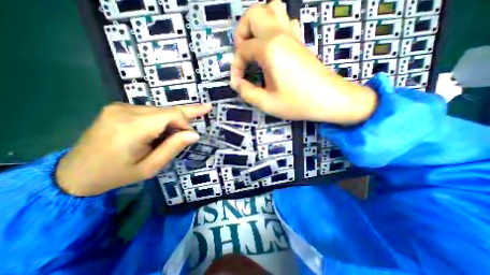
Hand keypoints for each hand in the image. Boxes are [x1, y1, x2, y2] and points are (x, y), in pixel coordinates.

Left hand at [56, 102, 211, 195]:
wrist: (75, 173)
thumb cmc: (117, 174)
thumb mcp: (150, 167)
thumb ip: (173, 148)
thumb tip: (194, 134)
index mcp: (132, 127)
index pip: (171, 114)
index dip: (188, 119)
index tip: (200, 122)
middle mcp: (126, 111)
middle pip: (167, 111)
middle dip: (182, 121)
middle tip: (198, 121)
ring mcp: (120, 107)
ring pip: (160, 111)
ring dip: (171, 122)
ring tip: (169, 138)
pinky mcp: (118, 107)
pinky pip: (150, 111)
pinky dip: (161, 120)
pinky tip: (158, 132)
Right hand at [233, 0, 375, 123]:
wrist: (329, 99)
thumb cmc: (297, 102)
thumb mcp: (267, 103)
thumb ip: (247, 92)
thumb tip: (237, 84)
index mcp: (270, 49)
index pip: (242, 50)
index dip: (235, 67)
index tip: (238, 83)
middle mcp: (280, 35)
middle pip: (253, 13)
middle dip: (241, 32)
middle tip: (242, 54)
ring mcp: (293, 35)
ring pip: (272, 8)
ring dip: (258, 24)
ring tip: (255, 45)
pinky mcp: (300, 41)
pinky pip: (286, 21)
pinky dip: (275, 27)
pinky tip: (273, 46)